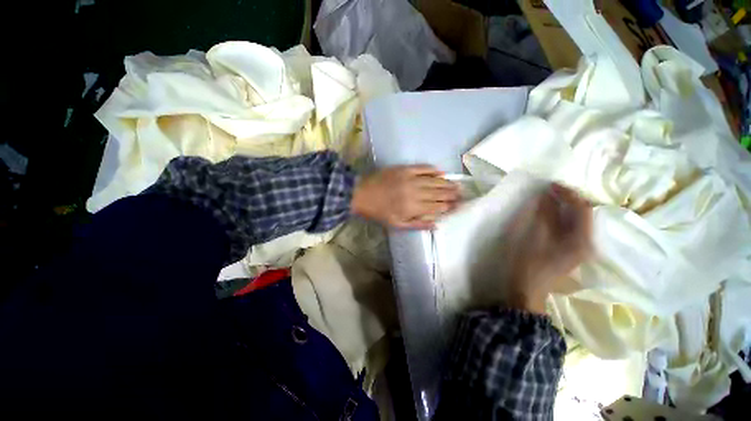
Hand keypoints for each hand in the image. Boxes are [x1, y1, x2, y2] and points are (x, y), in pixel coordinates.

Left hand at [352, 165, 459, 229]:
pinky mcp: (404, 169)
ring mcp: (410, 179)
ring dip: (447, 183)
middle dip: (452, 194)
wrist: (361, 194)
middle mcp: (415, 193)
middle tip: (463, 193)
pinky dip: (433, 170)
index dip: (449, 206)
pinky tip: (441, 172)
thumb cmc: (379, 212)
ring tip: (457, 184)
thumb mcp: (397, 224)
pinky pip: (423, 168)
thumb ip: (418, 224)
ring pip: (434, 181)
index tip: (458, 205)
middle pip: (439, 193)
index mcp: (413, 208)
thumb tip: (436, 224)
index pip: (437, 207)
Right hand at [502, 184, 591, 313]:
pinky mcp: (573, 250)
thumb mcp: (534, 236)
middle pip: (584, 213)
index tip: (551, 184)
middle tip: (550, 189)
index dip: (568, 193)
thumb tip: (547, 195)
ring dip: (566, 206)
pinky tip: (551, 213)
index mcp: (582, 240)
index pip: (583, 208)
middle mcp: (588, 242)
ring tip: (550, 198)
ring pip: (579, 220)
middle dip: (569, 198)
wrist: (527, 288)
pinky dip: (563, 216)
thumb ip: (544, 214)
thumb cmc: (528, 262)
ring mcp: (582, 248)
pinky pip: (573, 227)